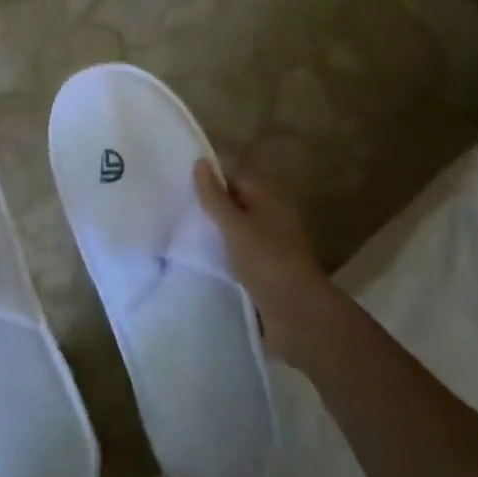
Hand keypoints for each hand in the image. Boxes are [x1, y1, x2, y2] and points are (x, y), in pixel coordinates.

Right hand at [194, 161, 332, 365]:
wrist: (298, 314)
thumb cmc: (267, 260)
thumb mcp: (235, 225)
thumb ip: (215, 197)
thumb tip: (200, 161)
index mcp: (269, 203)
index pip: (237, 182)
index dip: (213, 184)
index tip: (184, 191)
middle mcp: (273, 223)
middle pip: (238, 210)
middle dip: (213, 213)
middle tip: (179, 216)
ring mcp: (272, 252)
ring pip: (239, 238)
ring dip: (218, 240)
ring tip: (184, 242)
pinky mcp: (268, 279)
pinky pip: (242, 263)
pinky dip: (226, 263)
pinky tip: (204, 267)